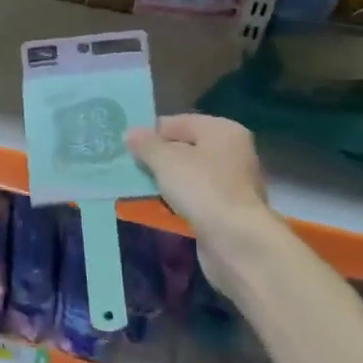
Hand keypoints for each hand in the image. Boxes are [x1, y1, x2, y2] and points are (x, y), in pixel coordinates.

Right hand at [127, 114, 269, 288]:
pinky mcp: (229, 209)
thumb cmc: (201, 189)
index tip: (126, 147)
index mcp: (222, 130)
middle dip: (158, 157)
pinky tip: (161, 206)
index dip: (151, 133)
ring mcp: (233, 182)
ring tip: (140, 186)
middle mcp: (232, 151)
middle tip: (129, 166)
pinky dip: (179, 199)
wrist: (236, 240)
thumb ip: (146, 144)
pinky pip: (196, 195)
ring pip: (190, 173)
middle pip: (186, 147)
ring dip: (167, 180)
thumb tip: (131, 132)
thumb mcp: (165, 161)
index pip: (178, 122)